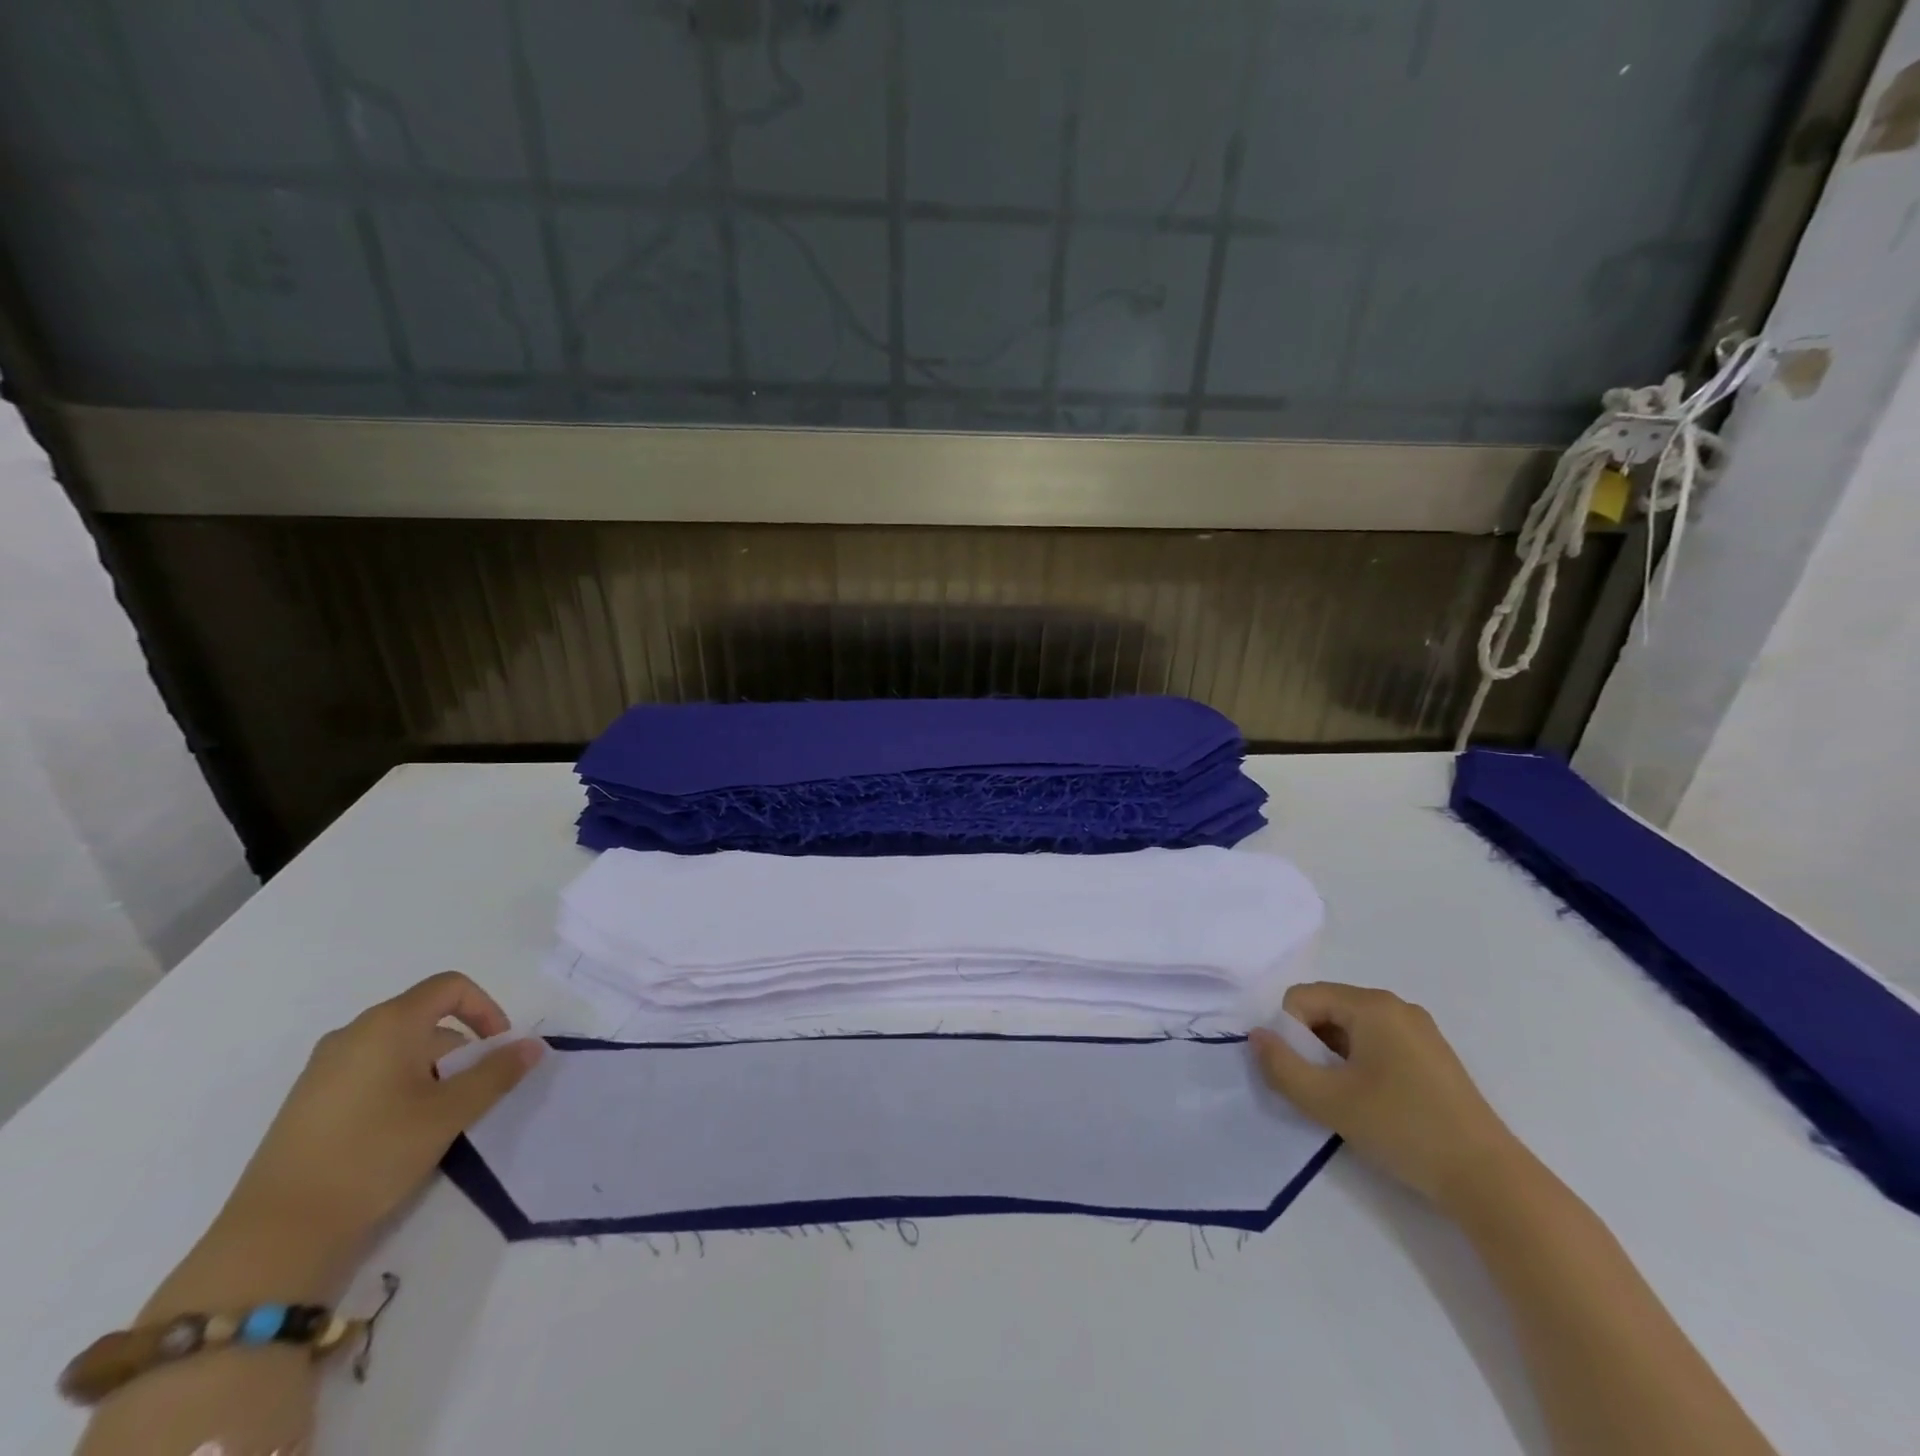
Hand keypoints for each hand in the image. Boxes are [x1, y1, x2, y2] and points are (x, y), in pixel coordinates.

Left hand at [218, 972, 542, 1274]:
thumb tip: (533, 1045)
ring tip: (440, 1118)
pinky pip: (372, 1072)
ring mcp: (324, 1068)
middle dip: (462, 1049)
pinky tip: (401, 1132)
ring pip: (401, 1048)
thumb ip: (497, 1073)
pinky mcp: (310, 1100)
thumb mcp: (450, 1112)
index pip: (451, 987)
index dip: (486, 1009)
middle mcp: (353, 1033)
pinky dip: (402, 1086)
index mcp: (388, 1024)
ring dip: (434, 1071)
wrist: (276, 1235)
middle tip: (474, 1094)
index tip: (498, 1049)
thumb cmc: (374, 1155)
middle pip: (427, 1019)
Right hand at [1249, 982, 1522, 1213]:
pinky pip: (1377, 1043)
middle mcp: (1396, 1006)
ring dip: (1334, 1058)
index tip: (1303, 1074)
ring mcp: (1419, 1031)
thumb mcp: (1329, 1101)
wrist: (1490, 1181)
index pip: (1302, 998)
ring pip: (1350, 1029)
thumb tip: (1256, 1037)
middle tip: (1323, 1090)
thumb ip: (1282, 1066)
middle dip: (1311, 1045)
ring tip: (1348, 1101)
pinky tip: (1374, 1103)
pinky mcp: (1432, 1057)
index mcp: (1372, 1005)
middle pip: (1326, 1009)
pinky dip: (1361, 1065)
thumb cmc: (1404, 1129)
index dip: (1290, 1033)